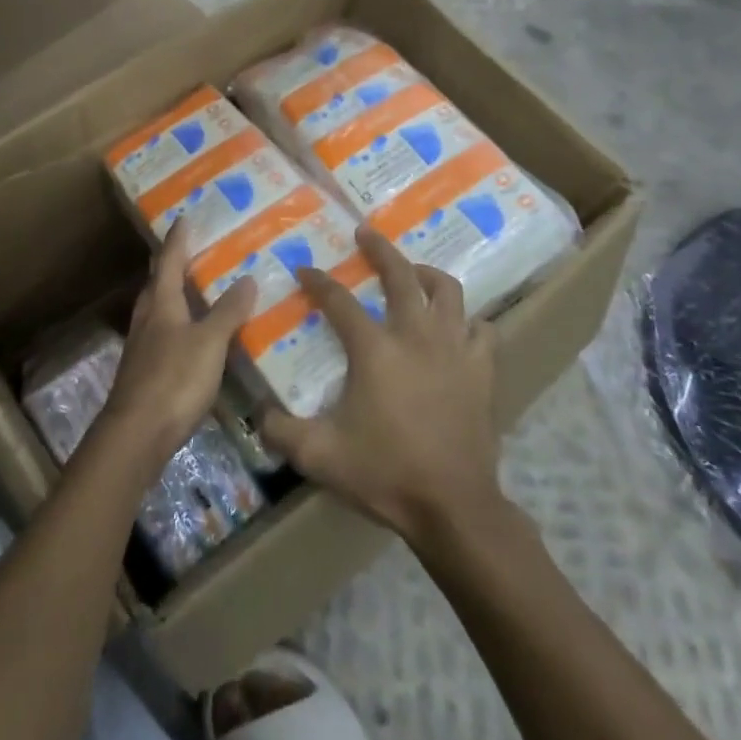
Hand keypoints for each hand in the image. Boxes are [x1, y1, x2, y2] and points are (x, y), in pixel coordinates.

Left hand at [98, 218, 257, 470]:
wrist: (136, 434)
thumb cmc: (174, 379)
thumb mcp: (209, 342)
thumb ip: (227, 312)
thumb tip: (247, 278)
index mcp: (161, 304)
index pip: (169, 261)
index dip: (178, 239)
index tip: (184, 217)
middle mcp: (147, 319)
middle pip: (158, 284)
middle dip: (171, 265)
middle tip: (191, 250)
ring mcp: (143, 347)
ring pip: (157, 310)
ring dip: (173, 295)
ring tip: (194, 289)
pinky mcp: (144, 372)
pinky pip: (162, 335)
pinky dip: (177, 326)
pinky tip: (191, 337)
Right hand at [259, 225, 504, 545]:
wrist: (453, 506)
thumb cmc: (385, 474)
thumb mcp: (319, 456)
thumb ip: (280, 430)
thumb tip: (257, 412)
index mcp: (375, 349)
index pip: (339, 301)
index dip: (318, 281)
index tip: (304, 269)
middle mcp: (416, 335)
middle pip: (401, 275)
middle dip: (379, 249)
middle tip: (365, 233)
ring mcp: (455, 349)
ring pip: (447, 291)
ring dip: (426, 273)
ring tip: (413, 271)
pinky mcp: (482, 369)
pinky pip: (481, 329)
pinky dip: (467, 320)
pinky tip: (455, 326)